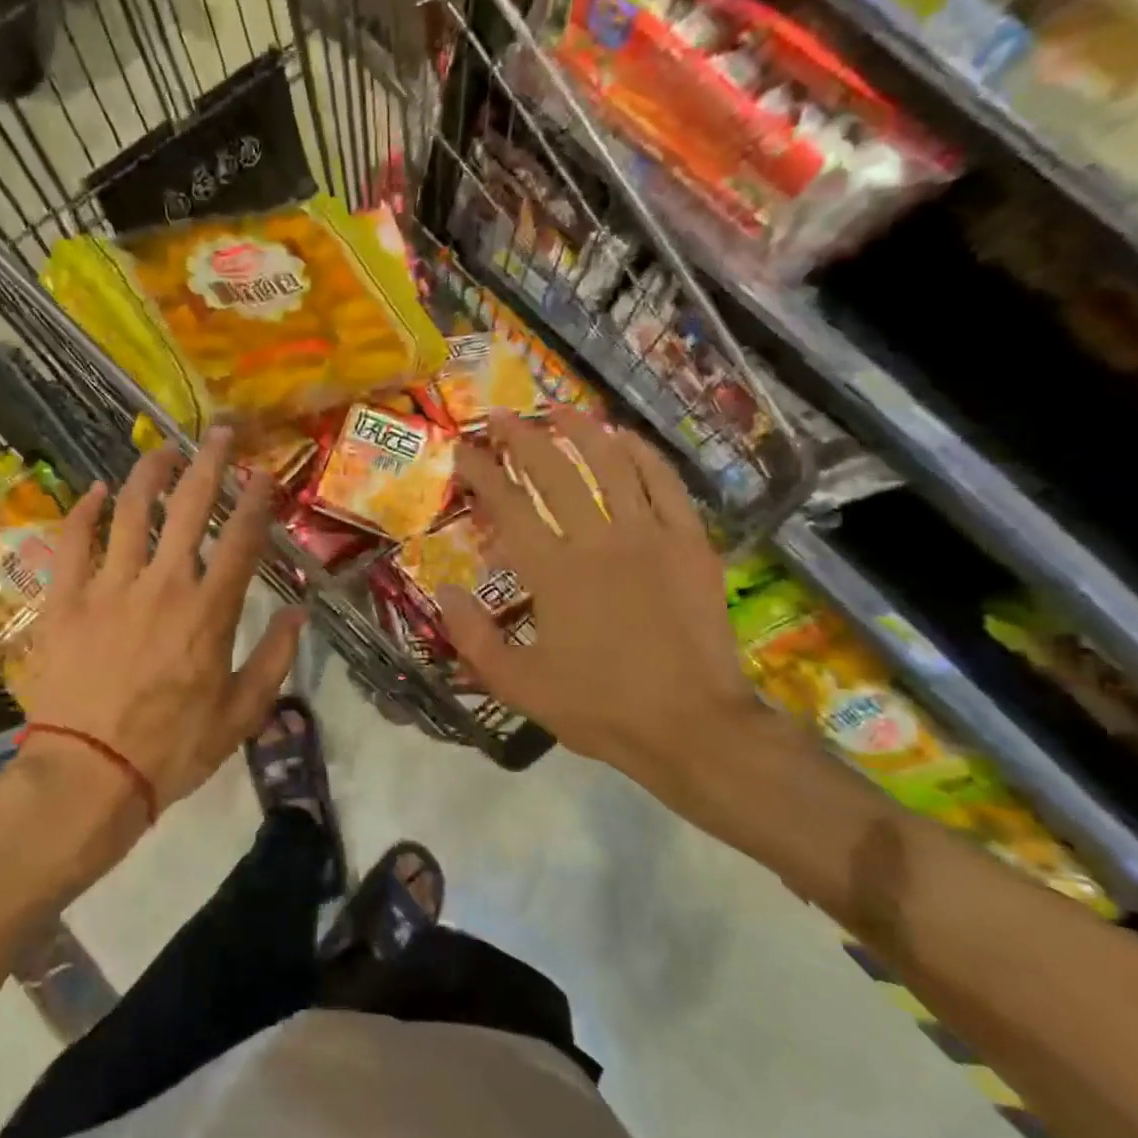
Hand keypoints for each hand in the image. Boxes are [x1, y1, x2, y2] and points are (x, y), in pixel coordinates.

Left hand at [13, 428, 305, 820]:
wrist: (88, 775)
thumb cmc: (172, 748)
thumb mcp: (242, 713)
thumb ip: (275, 658)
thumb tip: (301, 613)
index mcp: (209, 610)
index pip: (241, 539)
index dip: (256, 500)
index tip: (264, 473)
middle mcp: (162, 584)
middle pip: (189, 507)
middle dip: (210, 463)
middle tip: (220, 433)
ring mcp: (108, 587)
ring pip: (131, 511)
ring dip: (151, 473)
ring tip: (164, 450)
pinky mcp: (65, 600)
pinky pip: (72, 541)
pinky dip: (85, 510)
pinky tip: (97, 489)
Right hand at [438, 411, 766, 824]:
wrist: (693, 727)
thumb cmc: (600, 708)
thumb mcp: (518, 685)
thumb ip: (473, 638)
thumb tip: (445, 592)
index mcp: (553, 572)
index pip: (508, 506)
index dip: (481, 472)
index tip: (463, 449)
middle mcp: (598, 541)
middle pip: (554, 472)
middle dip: (522, 438)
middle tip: (501, 416)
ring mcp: (650, 537)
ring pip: (611, 464)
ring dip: (581, 431)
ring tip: (559, 410)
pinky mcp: (690, 543)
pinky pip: (665, 484)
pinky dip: (642, 454)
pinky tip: (624, 438)